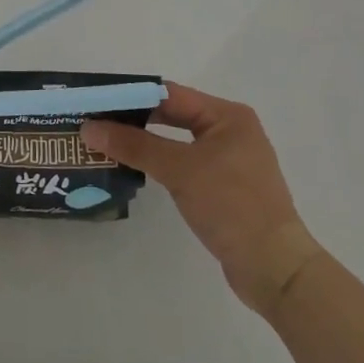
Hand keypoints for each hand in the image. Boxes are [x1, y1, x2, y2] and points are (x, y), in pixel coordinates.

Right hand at [82, 82, 320, 311]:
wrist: (274, 268)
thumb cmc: (231, 206)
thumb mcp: (179, 170)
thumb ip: (134, 145)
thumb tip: (89, 128)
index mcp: (227, 116)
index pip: (170, 94)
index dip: (132, 96)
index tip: (96, 101)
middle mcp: (230, 131)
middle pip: (173, 115)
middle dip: (134, 119)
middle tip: (95, 123)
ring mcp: (229, 160)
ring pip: (176, 141)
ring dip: (144, 143)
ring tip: (105, 144)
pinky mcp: (224, 187)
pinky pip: (183, 164)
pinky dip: (159, 163)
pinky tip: (133, 169)